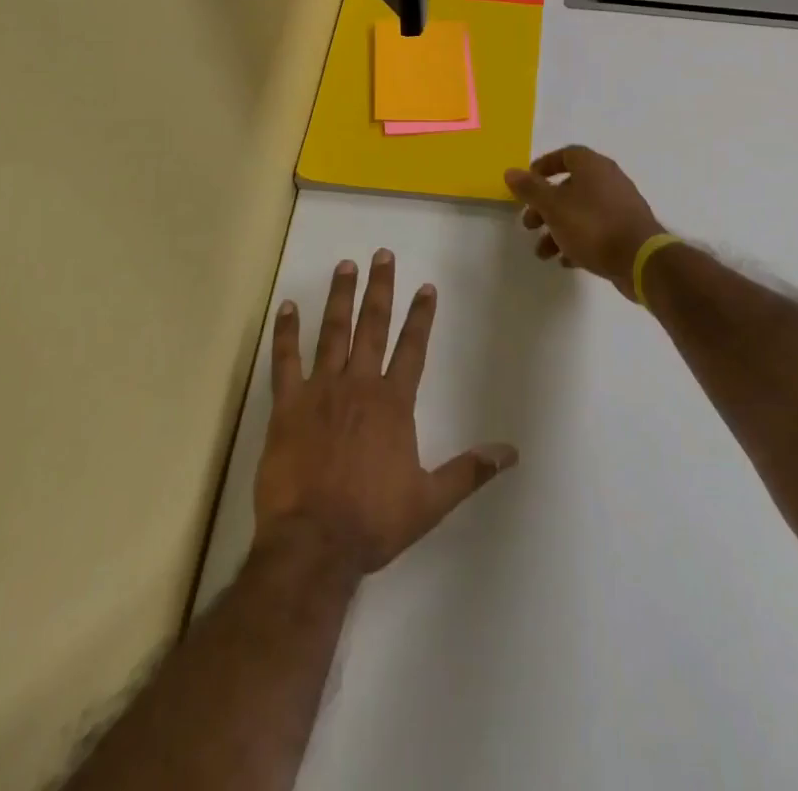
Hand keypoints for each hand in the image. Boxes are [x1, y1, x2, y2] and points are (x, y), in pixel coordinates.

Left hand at [253, 251, 516, 573]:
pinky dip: (286, 332)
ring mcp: (321, 391)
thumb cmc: (373, 521)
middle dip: (380, 288)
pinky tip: (287, 307)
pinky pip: (285, 361)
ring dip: (340, 297)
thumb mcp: (430, 501)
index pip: (413, 348)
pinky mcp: (287, 406)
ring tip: (345, 266)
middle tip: (382, 254)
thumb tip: (512, 452)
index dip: (421, 316)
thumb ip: (470, 471)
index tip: (426, 287)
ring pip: (333, 332)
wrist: (314, 543)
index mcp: (393, 403)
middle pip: (373, 326)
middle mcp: (360, 385)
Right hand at [504, 145, 663, 298]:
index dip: (544, 166)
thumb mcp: (553, 206)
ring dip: (558, 229)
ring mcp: (620, 206)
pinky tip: (566, 261)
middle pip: (570, 187)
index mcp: (593, 166)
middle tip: (529, 224)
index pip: (566, 154)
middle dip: (545, 206)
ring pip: (581, 211)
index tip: (527, 183)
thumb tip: (510, 171)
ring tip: (543, 253)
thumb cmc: (592, 225)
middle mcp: (609, 180)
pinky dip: (578, 241)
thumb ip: (530, 189)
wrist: (640, 259)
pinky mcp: (627, 230)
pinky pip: (596, 230)